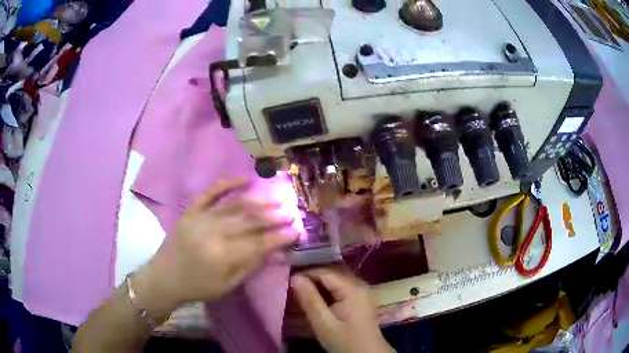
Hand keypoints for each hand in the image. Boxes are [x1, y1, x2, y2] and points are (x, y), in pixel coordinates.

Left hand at [133, 178, 298, 319]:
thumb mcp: (227, 285)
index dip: (280, 236)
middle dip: (274, 216)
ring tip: (277, 198)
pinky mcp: (191, 210)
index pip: (259, 243)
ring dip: (259, 201)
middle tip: (292, 212)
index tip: (297, 230)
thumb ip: (250, 266)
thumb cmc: (198, 286)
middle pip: (249, 221)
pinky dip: (228, 183)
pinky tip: (245, 179)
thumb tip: (274, 250)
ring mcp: (201, 217)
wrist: (164, 278)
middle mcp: (213, 232)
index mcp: (222, 256)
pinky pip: (210, 192)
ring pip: (235, 205)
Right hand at [291, 268, 394, 352]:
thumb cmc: (345, 341)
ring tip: (300, 287)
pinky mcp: (360, 297)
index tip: (287, 278)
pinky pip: (341, 284)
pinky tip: (316, 295)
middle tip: (292, 282)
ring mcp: (362, 289)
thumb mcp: (323, 323)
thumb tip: (294, 277)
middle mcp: (359, 283)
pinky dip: (327, 287)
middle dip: (311, 274)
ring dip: (318, 280)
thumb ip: (309, 299)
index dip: (304, 272)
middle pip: (332, 271)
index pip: (324, 271)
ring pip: (336, 276)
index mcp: (352, 288)